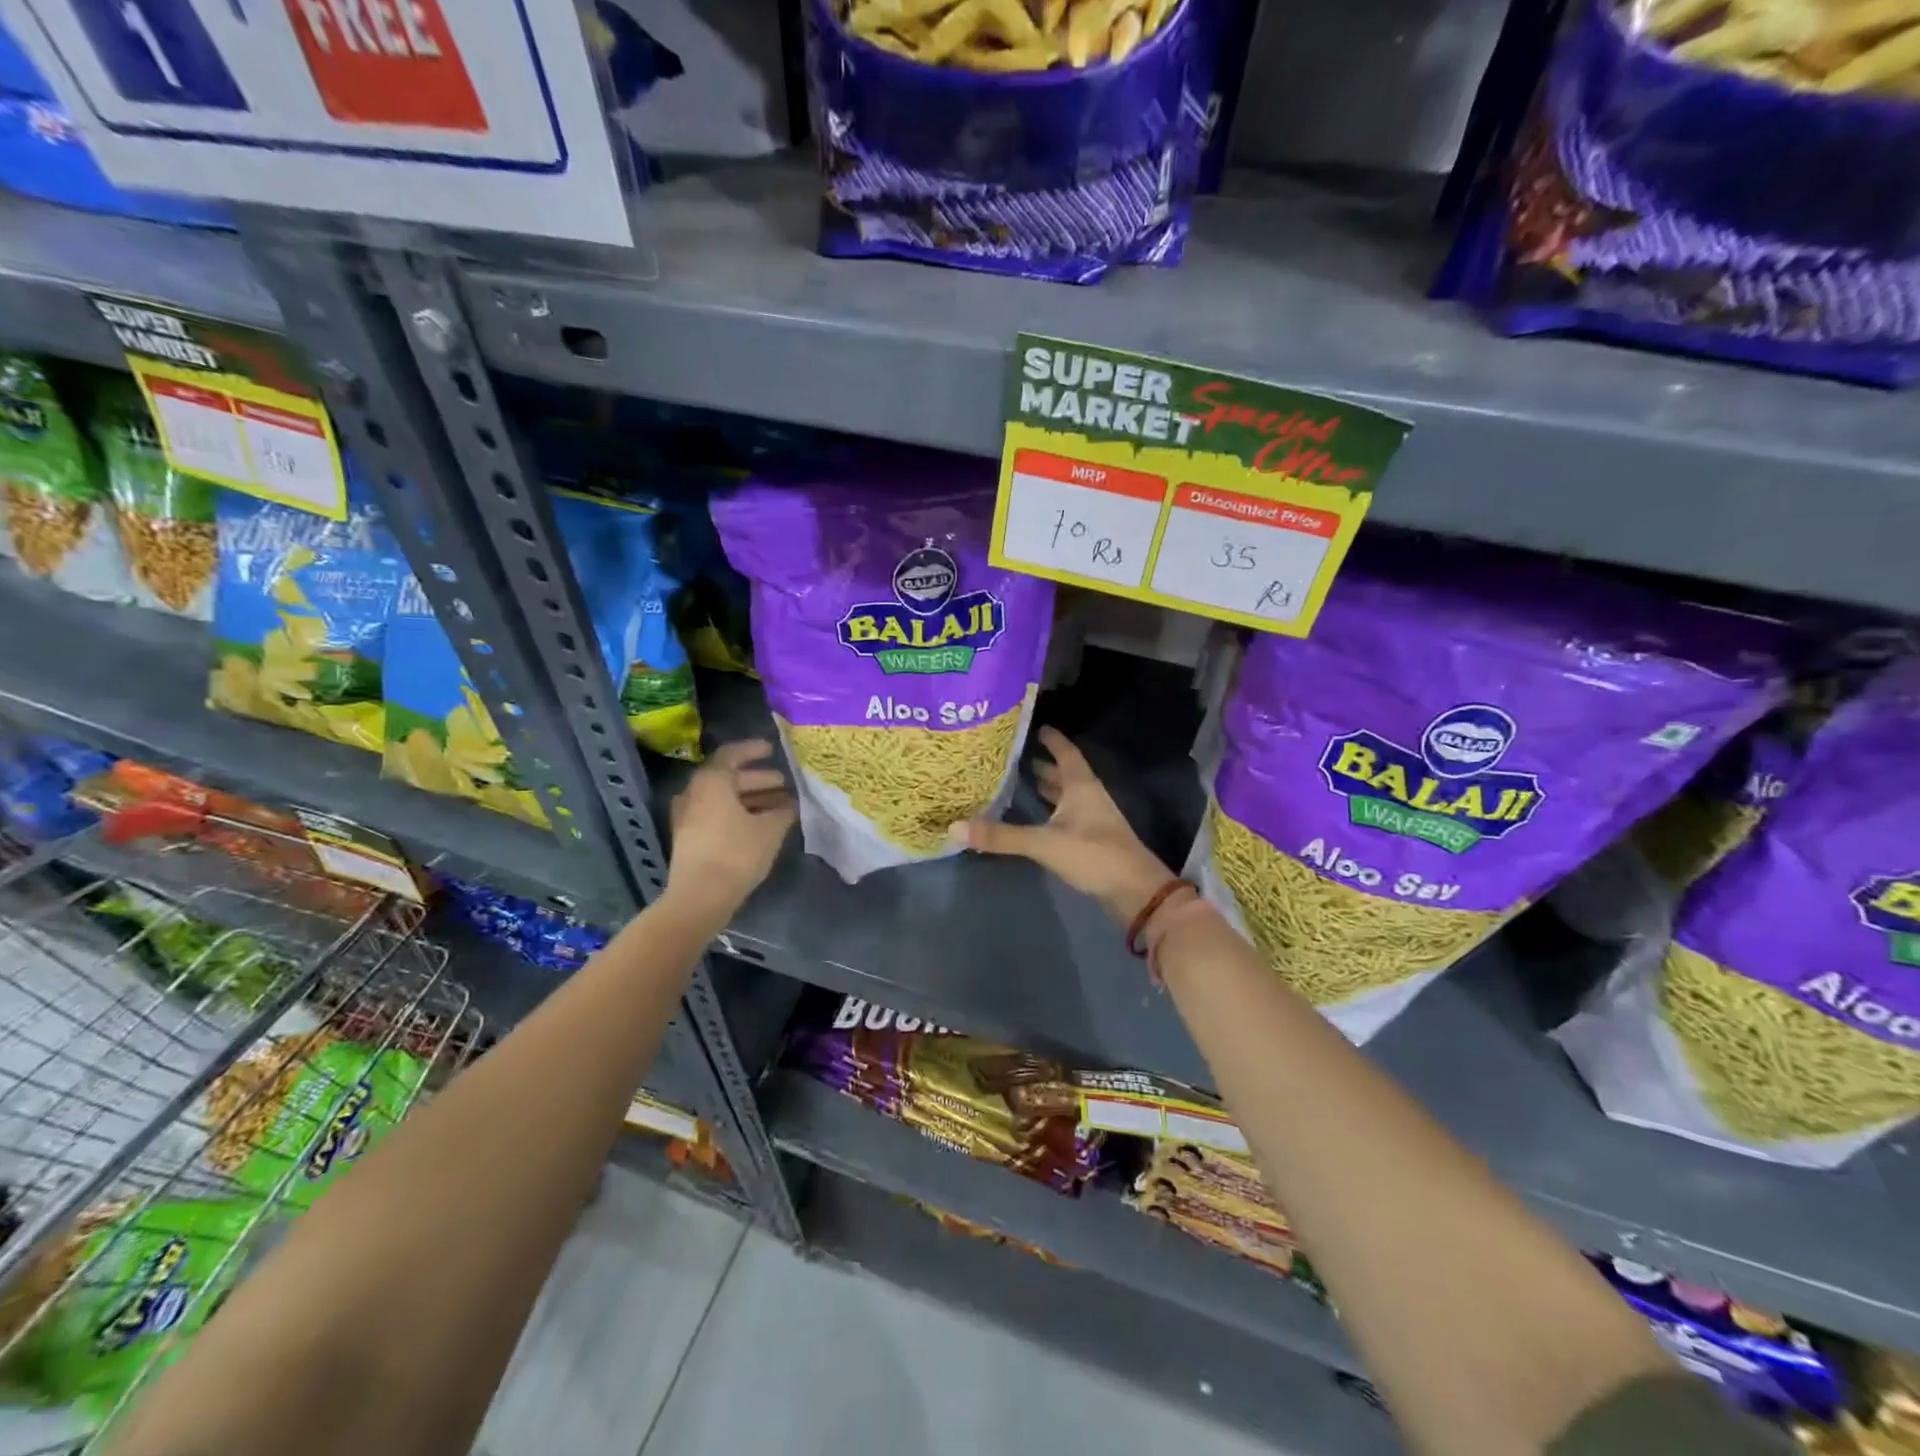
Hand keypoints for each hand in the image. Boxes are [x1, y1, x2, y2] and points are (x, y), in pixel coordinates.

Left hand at [667, 739, 796, 916]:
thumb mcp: (770, 829)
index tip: (771, 750)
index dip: (753, 750)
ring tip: (779, 807)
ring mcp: (688, 816)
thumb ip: (783, 811)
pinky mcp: (690, 838)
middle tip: (783, 784)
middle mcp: (695, 793)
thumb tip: (790, 804)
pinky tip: (760, 824)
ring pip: (723, 798)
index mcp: (711, 782)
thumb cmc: (736, 854)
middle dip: (758, 779)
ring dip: (750, 799)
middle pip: (728, 778)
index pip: (731, 755)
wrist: (699, 897)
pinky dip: (738, 813)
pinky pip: (716, 814)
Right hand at [948, 727, 1172, 924]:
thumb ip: (1002, 836)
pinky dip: (1052, 811)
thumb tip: (955, 827)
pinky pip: (1067, 816)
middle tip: (1018, 755)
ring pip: (1068, 796)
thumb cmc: (1094, 855)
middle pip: (1066, 774)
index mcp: (1081, 787)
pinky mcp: (1092, 841)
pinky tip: (1039, 819)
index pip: (1066, 753)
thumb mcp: (1045, 843)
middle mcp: (1088, 797)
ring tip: (1025, 781)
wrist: (1135, 891)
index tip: (1036, 726)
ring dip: (1050, 788)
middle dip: (1045, 764)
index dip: (1053, 739)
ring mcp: (1093, 820)